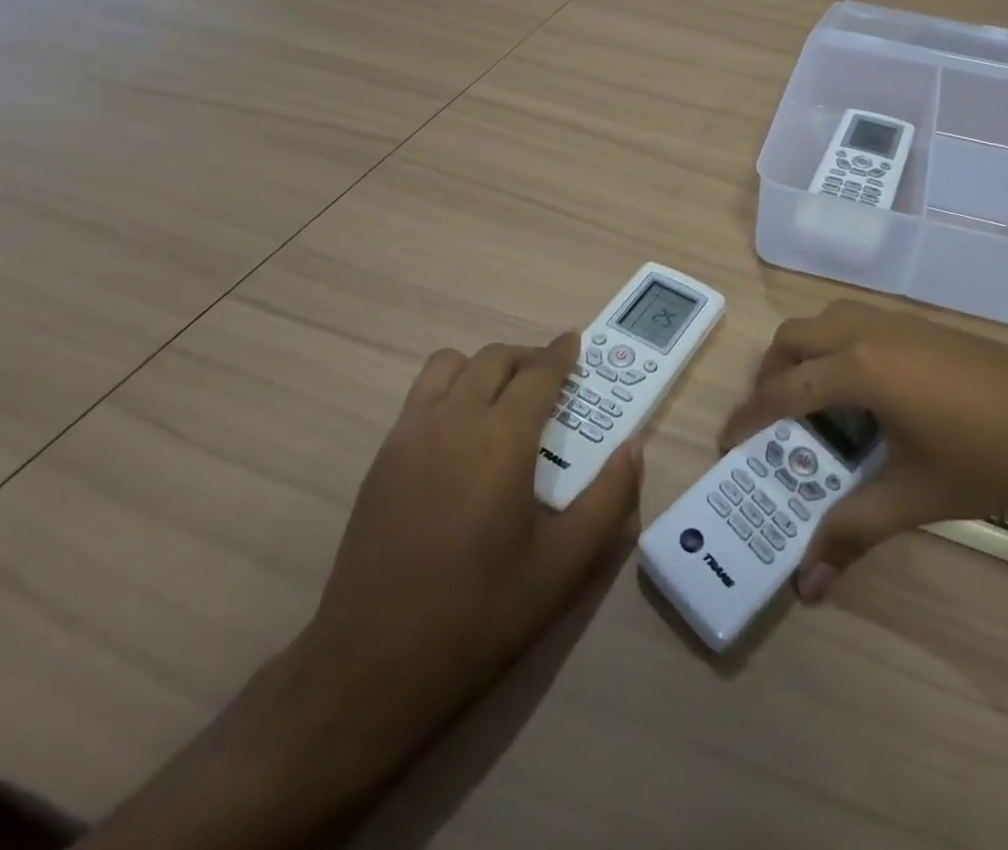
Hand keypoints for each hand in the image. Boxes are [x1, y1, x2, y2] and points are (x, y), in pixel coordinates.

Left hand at [290, 333, 640, 772]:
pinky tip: (461, 431)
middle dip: (527, 357)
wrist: (372, 666)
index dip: (561, 353)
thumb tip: (635, 447)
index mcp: (502, 439)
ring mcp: (410, 436)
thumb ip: (608, 499)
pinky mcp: (382, 458)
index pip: (538, 373)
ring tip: (503, 396)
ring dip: (483, 366)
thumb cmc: (479, 614)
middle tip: (551, 377)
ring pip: (449, 365)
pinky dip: (449, 389)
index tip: (576, 342)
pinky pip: (420, 395)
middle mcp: (454, 420)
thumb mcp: (563, 566)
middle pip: (494, 359)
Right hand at [718, 300, 1007, 603]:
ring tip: (811, 400)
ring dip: (804, 352)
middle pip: (795, 337)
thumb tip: (806, 588)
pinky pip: (857, 321)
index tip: (728, 442)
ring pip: (826, 320)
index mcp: (859, 369)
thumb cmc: (988, 458)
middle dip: (770, 374)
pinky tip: (864, 389)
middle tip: (770, 420)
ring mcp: (899, 322)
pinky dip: (836, 345)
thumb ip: (853, 533)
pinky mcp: (923, 325)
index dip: (750, 416)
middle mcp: (868, 332)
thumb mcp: (914, 497)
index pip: (784, 389)